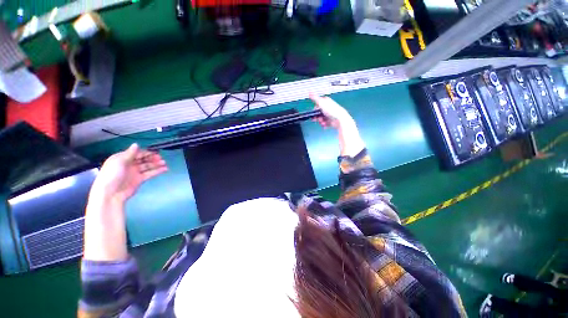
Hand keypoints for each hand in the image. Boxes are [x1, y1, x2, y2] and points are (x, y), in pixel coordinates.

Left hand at [90, 144, 167, 203]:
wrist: (111, 193)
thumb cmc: (112, 175)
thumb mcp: (119, 162)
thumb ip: (130, 153)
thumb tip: (136, 144)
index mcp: (122, 158)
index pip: (136, 153)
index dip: (145, 152)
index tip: (155, 151)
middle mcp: (129, 164)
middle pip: (143, 159)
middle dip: (152, 158)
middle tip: (160, 157)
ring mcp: (135, 172)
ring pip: (148, 166)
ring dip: (156, 164)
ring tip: (164, 163)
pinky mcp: (140, 179)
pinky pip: (150, 173)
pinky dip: (157, 171)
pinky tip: (164, 169)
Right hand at [309, 93, 364, 156]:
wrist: (340, 120)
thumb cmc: (332, 111)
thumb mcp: (321, 103)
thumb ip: (315, 98)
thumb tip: (309, 93)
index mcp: (327, 101)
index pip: (318, 104)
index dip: (314, 109)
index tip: (313, 113)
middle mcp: (329, 107)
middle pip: (319, 112)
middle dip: (317, 117)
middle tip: (316, 119)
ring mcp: (330, 114)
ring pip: (322, 118)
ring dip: (320, 121)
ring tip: (322, 122)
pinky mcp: (332, 121)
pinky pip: (325, 123)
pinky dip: (324, 124)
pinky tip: (325, 125)